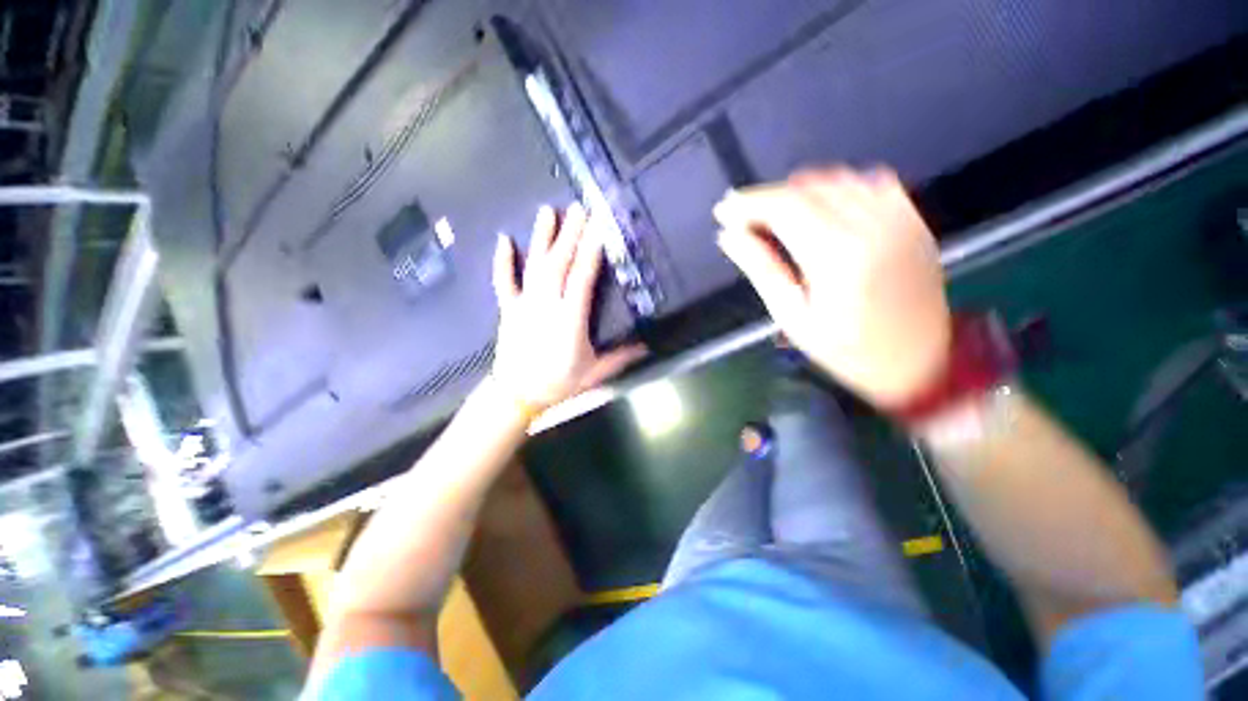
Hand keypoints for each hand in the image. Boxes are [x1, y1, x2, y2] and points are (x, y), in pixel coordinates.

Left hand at [490, 203, 645, 412]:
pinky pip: (503, 281)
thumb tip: (647, 346)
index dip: (590, 252)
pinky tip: (504, 239)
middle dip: (570, 235)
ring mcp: (524, 305)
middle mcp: (546, 306)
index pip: (581, 279)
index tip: (599, 228)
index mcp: (569, 321)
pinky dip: (502, 260)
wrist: (517, 395)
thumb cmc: (558, 384)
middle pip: (559, 265)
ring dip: (541, 238)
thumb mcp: (594, 374)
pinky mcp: (509, 309)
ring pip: (534, 266)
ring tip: (548, 211)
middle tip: (580, 208)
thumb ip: (620, 358)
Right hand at [713, 167, 950, 407]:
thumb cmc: (847, 349)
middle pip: (807, 189)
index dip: (749, 203)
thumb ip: (761, 268)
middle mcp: (872, 227)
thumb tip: (730, 237)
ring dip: (798, 191)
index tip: (725, 210)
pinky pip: (869, 182)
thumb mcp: (792, 316)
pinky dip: (836, 187)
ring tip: (774, 215)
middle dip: (767, 197)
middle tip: (742, 216)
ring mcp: (898, 219)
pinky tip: (820, 207)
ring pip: (836, 180)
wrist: (918, 360)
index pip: (784, 207)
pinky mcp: (912, 219)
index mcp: (838, 257)